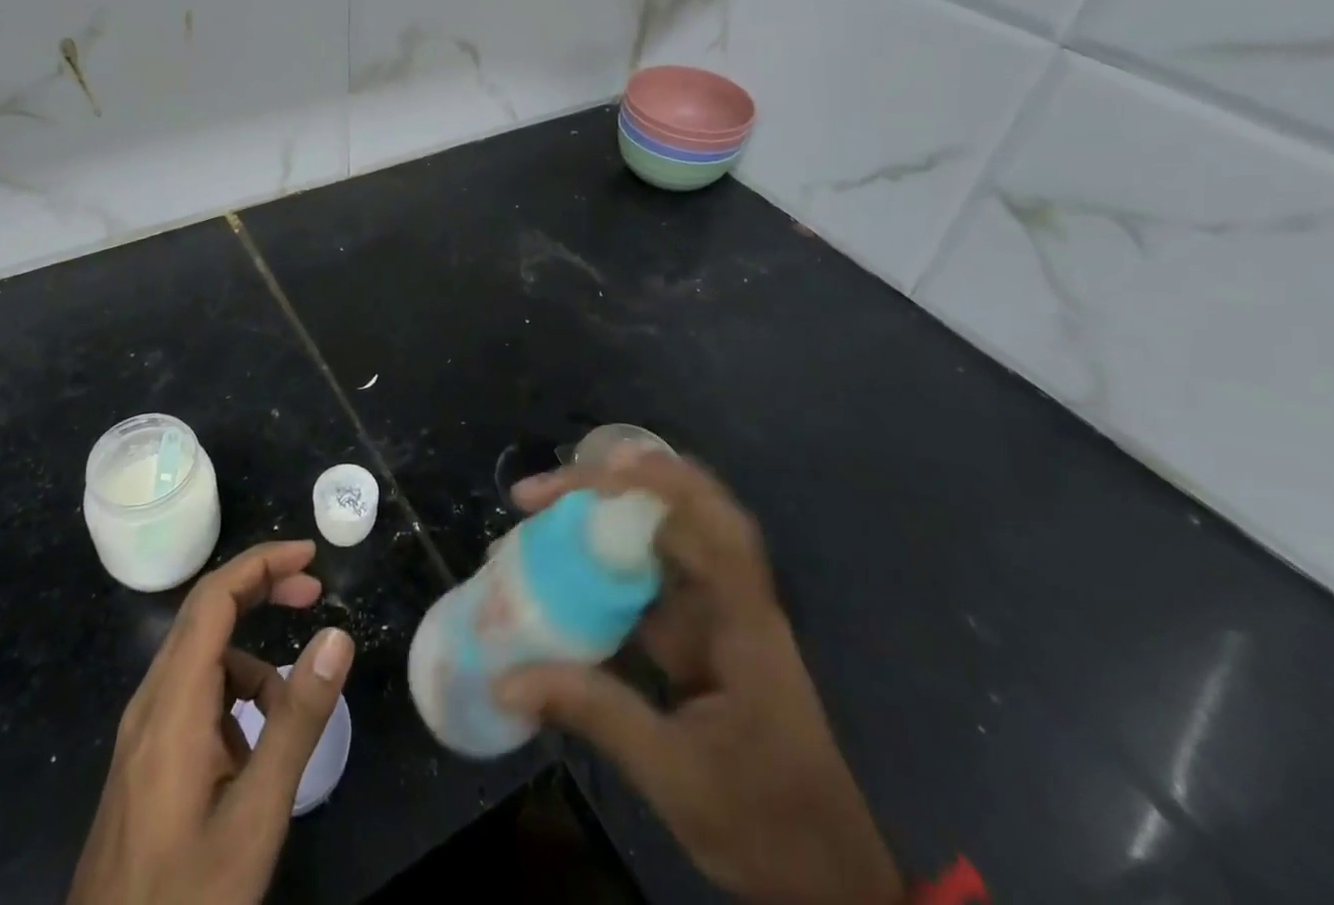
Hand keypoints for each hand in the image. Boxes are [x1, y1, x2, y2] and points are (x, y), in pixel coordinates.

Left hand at [71, 540, 355, 904]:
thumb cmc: (186, 896)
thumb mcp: (256, 813)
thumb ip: (297, 719)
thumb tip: (337, 635)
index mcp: (173, 701)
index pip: (214, 597)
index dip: (261, 563)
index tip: (310, 556)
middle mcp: (151, 701)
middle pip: (205, 613)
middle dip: (261, 590)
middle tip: (314, 592)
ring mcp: (144, 731)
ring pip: (201, 657)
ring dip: (251, 654)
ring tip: (291, 706)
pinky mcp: (145, 759)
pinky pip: (193, 696)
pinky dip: (232, 694)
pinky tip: (254, 746)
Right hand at [498, 453, 901, 904]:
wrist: (825, 880)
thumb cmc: (766, 823)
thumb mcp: (675, 774)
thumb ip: (595, 713)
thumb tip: (507, 678)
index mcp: (744, 618)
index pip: (711, 522)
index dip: (659, 481)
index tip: (595, 469)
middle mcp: (731, 598)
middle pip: (677, 511)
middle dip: (609, 487)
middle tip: (540, 495)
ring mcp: (713, 614)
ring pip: (657, 540)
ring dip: (601, 520)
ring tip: (538, 517)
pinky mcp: (696, 636)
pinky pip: (645, 582)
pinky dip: (602, 568)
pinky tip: (560, 574)